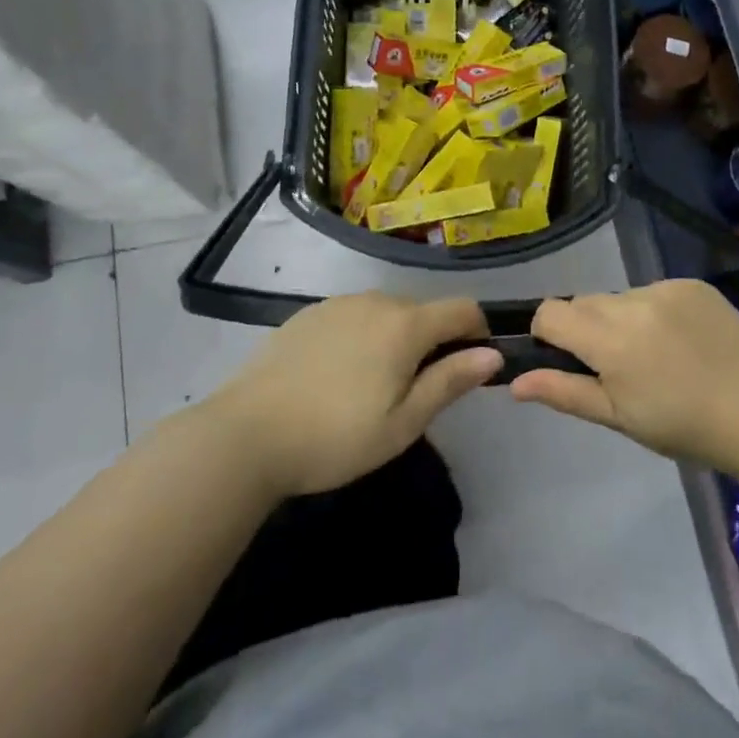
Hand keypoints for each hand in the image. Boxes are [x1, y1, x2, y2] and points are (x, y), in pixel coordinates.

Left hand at [204, 293, 500, 496]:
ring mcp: (338, 303)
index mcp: (405, 324)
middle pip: (424, 310)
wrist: (245, 434)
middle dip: (434, 340)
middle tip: (415, 391)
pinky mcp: (308, 313)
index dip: (477, 332)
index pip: (463, 308)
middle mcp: (376, 300)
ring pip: (387, 312)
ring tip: (373, 385)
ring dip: (396, 337)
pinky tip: (337, 375)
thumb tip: (494, 355)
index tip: (469, 367)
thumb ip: (450, 381)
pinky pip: (353, 316)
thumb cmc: (335, 436)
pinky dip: (362, 336)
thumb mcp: (403, 423)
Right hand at [513, 280, 738, 476]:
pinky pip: (653, 291)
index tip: (566, 360)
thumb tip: (514, 381)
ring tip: (654, 356)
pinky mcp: (693, 284)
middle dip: (585, 329)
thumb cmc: (686, 428)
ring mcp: (667, 288)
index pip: (551, 312)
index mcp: (611, 339)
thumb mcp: (620, 418)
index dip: (547, 334)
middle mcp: (634, 302)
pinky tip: (680, 341)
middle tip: (615, 367)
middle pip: (583, 303)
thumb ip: (564, 393)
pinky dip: (653, 312)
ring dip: (620, 319)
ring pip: (618, 297)